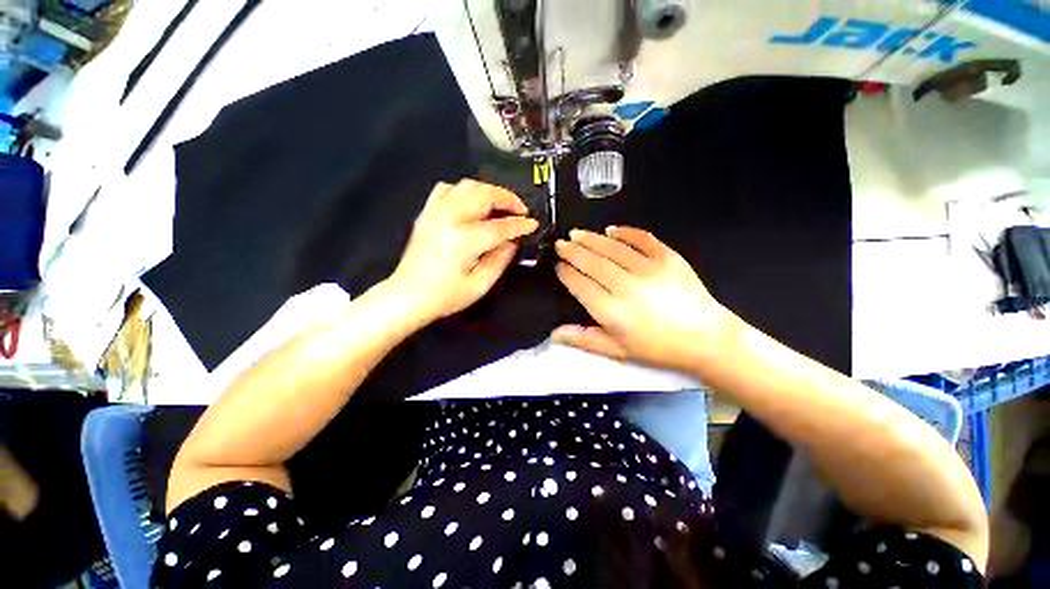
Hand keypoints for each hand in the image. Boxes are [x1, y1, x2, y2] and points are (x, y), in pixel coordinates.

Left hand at [390, 180, 538, 324]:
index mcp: (464, 240)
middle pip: (485, 195)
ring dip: (489, 191)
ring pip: (468, 186)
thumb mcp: (480, 285)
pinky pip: (447, 189)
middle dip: (508, 199)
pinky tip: (472, 202)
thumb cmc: (444, 296)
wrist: (408, 296)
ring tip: (501, 205)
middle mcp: (450, 219)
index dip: (520, 224)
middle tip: (521, 210)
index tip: (532, 224)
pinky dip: (465, 191)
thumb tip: (512, 242)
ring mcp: (436, 212)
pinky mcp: (427, 213)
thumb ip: (500, 260)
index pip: (501, 226)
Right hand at [552, 227, 735, 370]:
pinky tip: (611, 230)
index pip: (580, 285)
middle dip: (573, 251)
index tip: (558, 265)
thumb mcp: (618, 350)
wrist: (705, 338)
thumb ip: (585, 339)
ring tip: (577, 233)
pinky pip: (641, 239)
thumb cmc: (658, 347)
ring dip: (591, 239)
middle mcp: (627, 287)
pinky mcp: (668, 258)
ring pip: (612, 248)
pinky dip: (624, 232)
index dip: (566, 273)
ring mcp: (649, 269)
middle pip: (592, 263)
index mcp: (613, 312)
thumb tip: (555, 334)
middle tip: (561, 243)